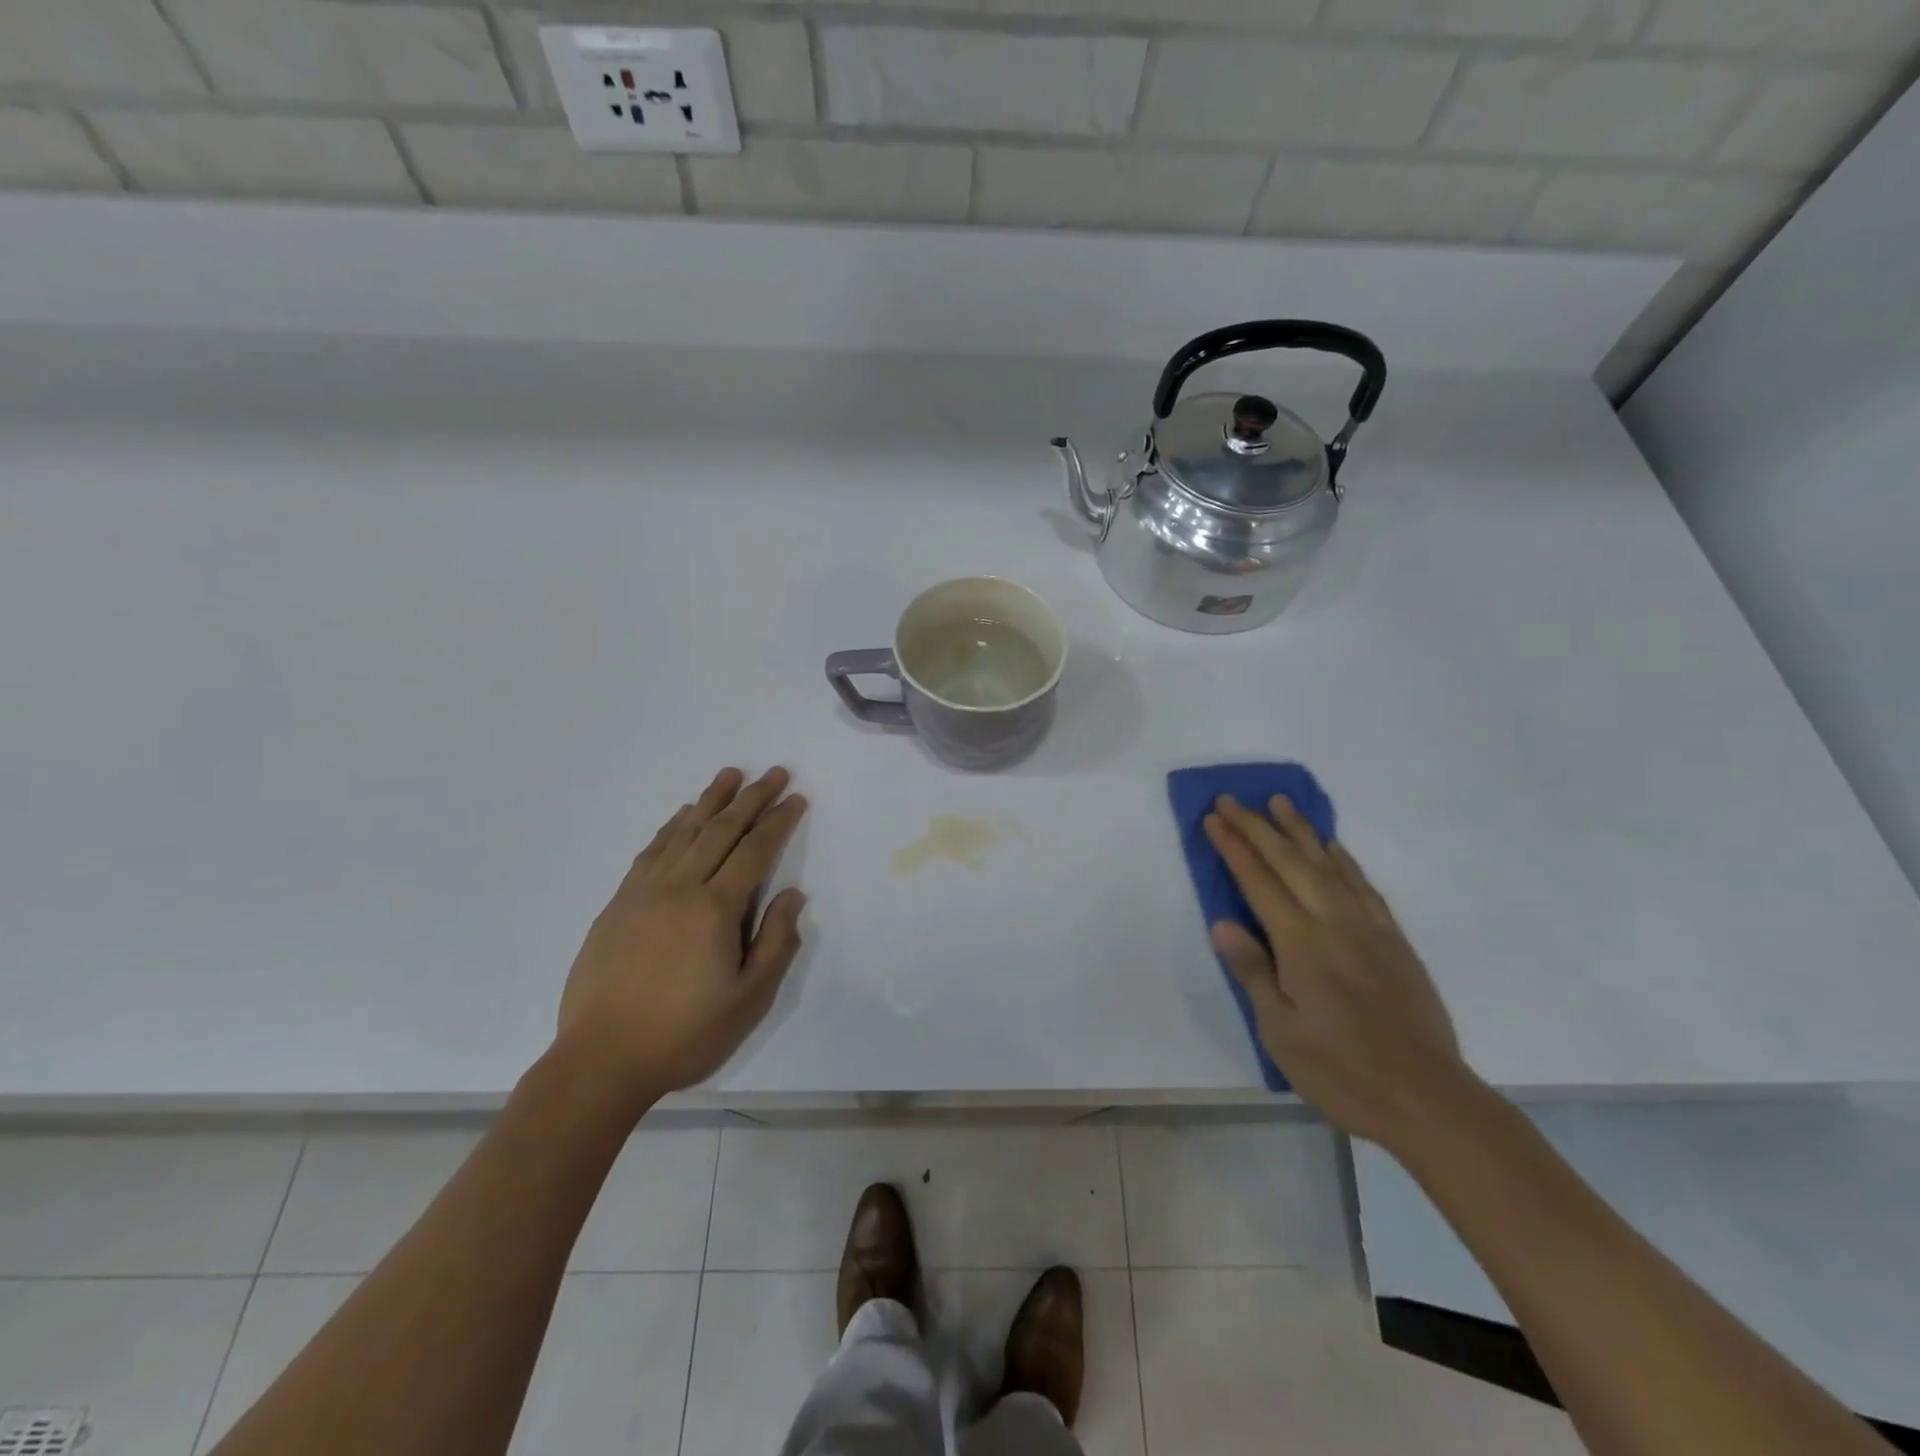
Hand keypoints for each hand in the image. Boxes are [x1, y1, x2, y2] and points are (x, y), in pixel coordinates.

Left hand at [555, 766, 808, 1104]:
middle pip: (720, 830)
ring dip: (710, 801)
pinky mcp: (618, 904)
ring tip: (730, 776)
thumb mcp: (749, 1000)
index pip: (754, 851)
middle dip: (751, 798)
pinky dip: (672, 827)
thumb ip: (775, 942)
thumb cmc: (684, 1034)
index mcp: (715, 910)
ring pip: (683, 833)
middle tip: (773, 773)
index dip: (778, 821)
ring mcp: (643, 893)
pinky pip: (650, 851)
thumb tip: (793, 895)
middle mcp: (679, 888)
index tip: (795, 798)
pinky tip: (682, 817)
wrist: (600, 1061)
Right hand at [1204, 795, 1473, 1152]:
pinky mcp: (1395, 941)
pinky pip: (1363, 885)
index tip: (1212, 818)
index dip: (1233, 847)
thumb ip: (1252, 971)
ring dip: (1300, 830)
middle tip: (1232, 800)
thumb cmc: (1342, 1072)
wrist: (1429, 1100)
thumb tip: (1222, 922)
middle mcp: (1335, 923)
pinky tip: (1332, 847)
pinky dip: (1343, 858)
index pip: (1258, 882)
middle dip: (1257, 827)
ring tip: (1281, 802)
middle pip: (1290, 861)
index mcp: (1301, 944)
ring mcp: (1369, 928)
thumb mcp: (1280, 1031)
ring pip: (1328, 864)